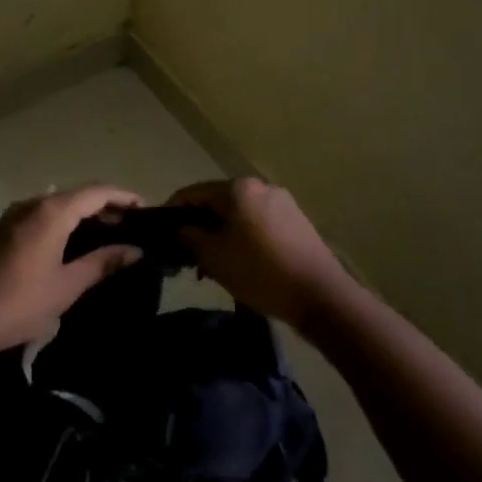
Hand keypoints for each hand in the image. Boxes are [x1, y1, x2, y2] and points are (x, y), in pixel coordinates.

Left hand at [0, 185, 143, 352]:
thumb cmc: (20, 304)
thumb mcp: (67, 285)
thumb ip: (103, 263)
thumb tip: (135, 251)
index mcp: (50, 212)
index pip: (96, 192)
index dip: (123, 197)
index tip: (147, 209)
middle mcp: (32, 204)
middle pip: (77, 195)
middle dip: (106, 207)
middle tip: (133, 228)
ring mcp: (14, 216)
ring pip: (59, 205)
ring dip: (85, 215)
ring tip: (110, 236)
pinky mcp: (3, 231)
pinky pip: (42, 216)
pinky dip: (65, 223)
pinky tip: (76, 244)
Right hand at [165, 177, 358, 330]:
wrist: (320, 294)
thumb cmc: (259, 270)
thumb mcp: (213, 256)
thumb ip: (189, 236)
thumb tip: (180, 228)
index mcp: (237, 187)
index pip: (192, 192)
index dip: (172, 211)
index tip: (161, 234)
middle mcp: (260, 186)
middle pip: (218, 202)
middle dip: (200, 226)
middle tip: (188, 256)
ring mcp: (282, 203)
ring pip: (239, 214)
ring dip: (222, 235)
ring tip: (214, 266)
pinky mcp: (297, 222)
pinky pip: (259, 224)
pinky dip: (244, 238)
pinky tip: (242, 264)